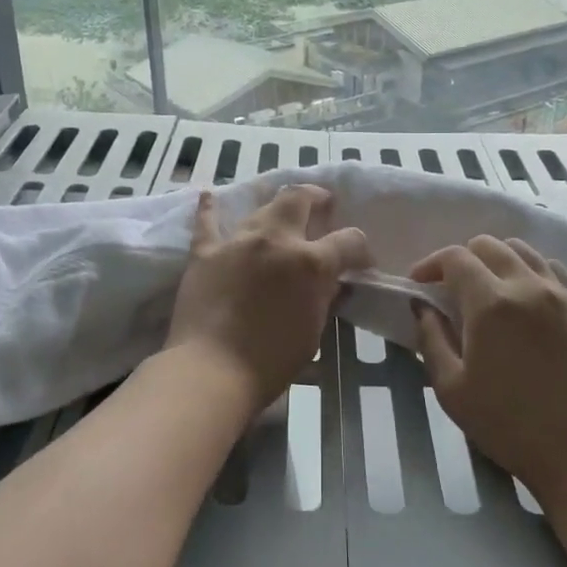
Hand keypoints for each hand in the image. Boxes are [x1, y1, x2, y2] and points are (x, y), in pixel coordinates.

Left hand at [166, 185, 371, 407]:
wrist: (211, 371)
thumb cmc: (271, 361)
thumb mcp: (313, 331)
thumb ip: (324, 298)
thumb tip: (332, 282)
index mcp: (310, 262)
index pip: (349, 240)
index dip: (361, 249)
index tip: (361, 262)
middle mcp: (275, 240)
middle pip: (299, 199)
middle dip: (316, 198)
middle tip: (322, 208)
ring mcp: (237, 241)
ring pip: (261, 208)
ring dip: (276, 208)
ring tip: (281, 214)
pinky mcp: (205, 252)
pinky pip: (207, 222)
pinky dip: (209, 209)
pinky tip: (209, 195)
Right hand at [411, 235, 566, 501]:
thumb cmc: (508, 425)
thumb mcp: (451, 388)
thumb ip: (431, 338)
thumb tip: (422, 306)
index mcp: (491, 303)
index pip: (455, 257)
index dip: (430, 264)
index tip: (419, 284)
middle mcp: (527, 285)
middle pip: (488, 245)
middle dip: (462, 259)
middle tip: (450, 289)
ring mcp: (561, 294)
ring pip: (523, 250)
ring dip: (496, 260)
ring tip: (487, 289)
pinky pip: (552, 269)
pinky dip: (530, 270)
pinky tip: (524, 298)